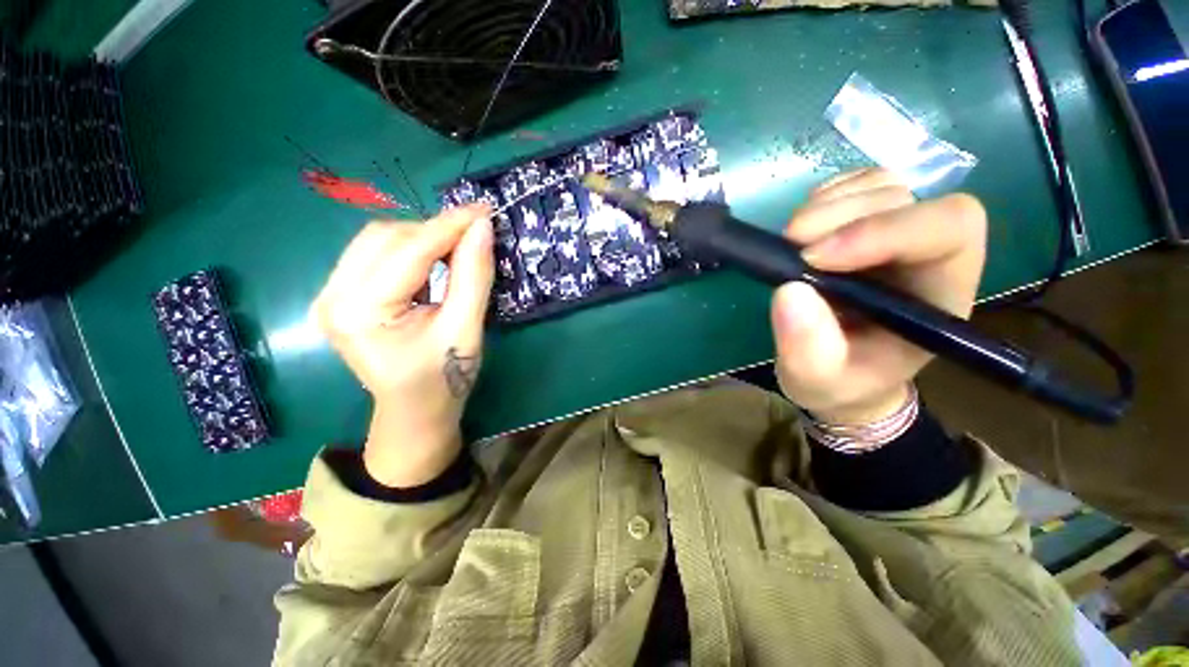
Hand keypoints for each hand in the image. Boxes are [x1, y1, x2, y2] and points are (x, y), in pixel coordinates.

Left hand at [312, 204, 493, 486]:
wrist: (415, 410)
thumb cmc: (444, 378)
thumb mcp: (465, 328)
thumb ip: (474, 276)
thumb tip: (483, 228)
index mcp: (361, 313)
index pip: (408, 252)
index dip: (449, 226)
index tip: (484, 210)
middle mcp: (332, 297)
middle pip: (386, 238)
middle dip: (435, 230)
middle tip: (475, 233)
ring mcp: (330, 295)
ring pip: (378, 240)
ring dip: (422, 237)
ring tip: (457, 248)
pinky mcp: (340, 295)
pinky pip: (375, 254)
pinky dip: (410, 249)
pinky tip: (433, 261)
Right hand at [771, 168, 986, 426]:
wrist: (839, 372)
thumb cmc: (840, 382)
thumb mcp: (818, 381)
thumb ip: (808, 350)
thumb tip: (789, 291)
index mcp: (938, 294)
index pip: (948, 230)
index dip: (884, 229)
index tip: (814, 258)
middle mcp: (927, 254)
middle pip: (906, 198)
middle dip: (842, 216)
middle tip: (790, 246)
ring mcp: (896, 232)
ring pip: (880, 183)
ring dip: (829, 204)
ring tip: (792, 240)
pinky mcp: (865, 224)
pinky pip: (855, 185)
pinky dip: (825, 196)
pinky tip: (804, 228)